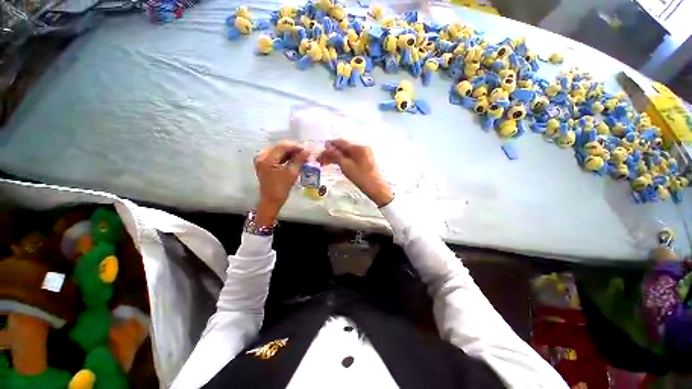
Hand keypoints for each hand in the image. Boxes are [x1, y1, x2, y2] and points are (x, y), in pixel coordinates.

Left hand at [254, 140, 308, 225]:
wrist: (271, 200)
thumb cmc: (281, 188)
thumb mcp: (292, 173)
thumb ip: (299, 160)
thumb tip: (308, 151)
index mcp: (267, 158)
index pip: (283, 146)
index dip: (296, 146)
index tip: (306, 149)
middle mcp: (262, 156)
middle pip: (280, 147)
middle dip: (293, 149)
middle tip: (305, 153)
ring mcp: (262, 159)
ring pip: (279, 151)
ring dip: (290, 153)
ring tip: (301, 156)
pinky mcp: (264, 163)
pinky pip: (276, 156)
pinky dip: (286, 157)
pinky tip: (294, 159)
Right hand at [317, 139, 393, 206]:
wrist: (375, 188)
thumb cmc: (360, 177)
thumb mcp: (346, 166)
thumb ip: (336, 155)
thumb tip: (327, 148)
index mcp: (358, 147)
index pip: (340, 143)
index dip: (329, 145)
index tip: (320, 150)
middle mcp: (361, 147)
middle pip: (343, 148)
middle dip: (331, 153)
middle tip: (320, 160)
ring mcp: (363, 154)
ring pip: (346, 153)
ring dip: (335, 157)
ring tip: (324, 163)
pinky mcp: (364, 160)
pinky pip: (351, 157)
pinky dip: (342, 160)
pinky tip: (335, 163)